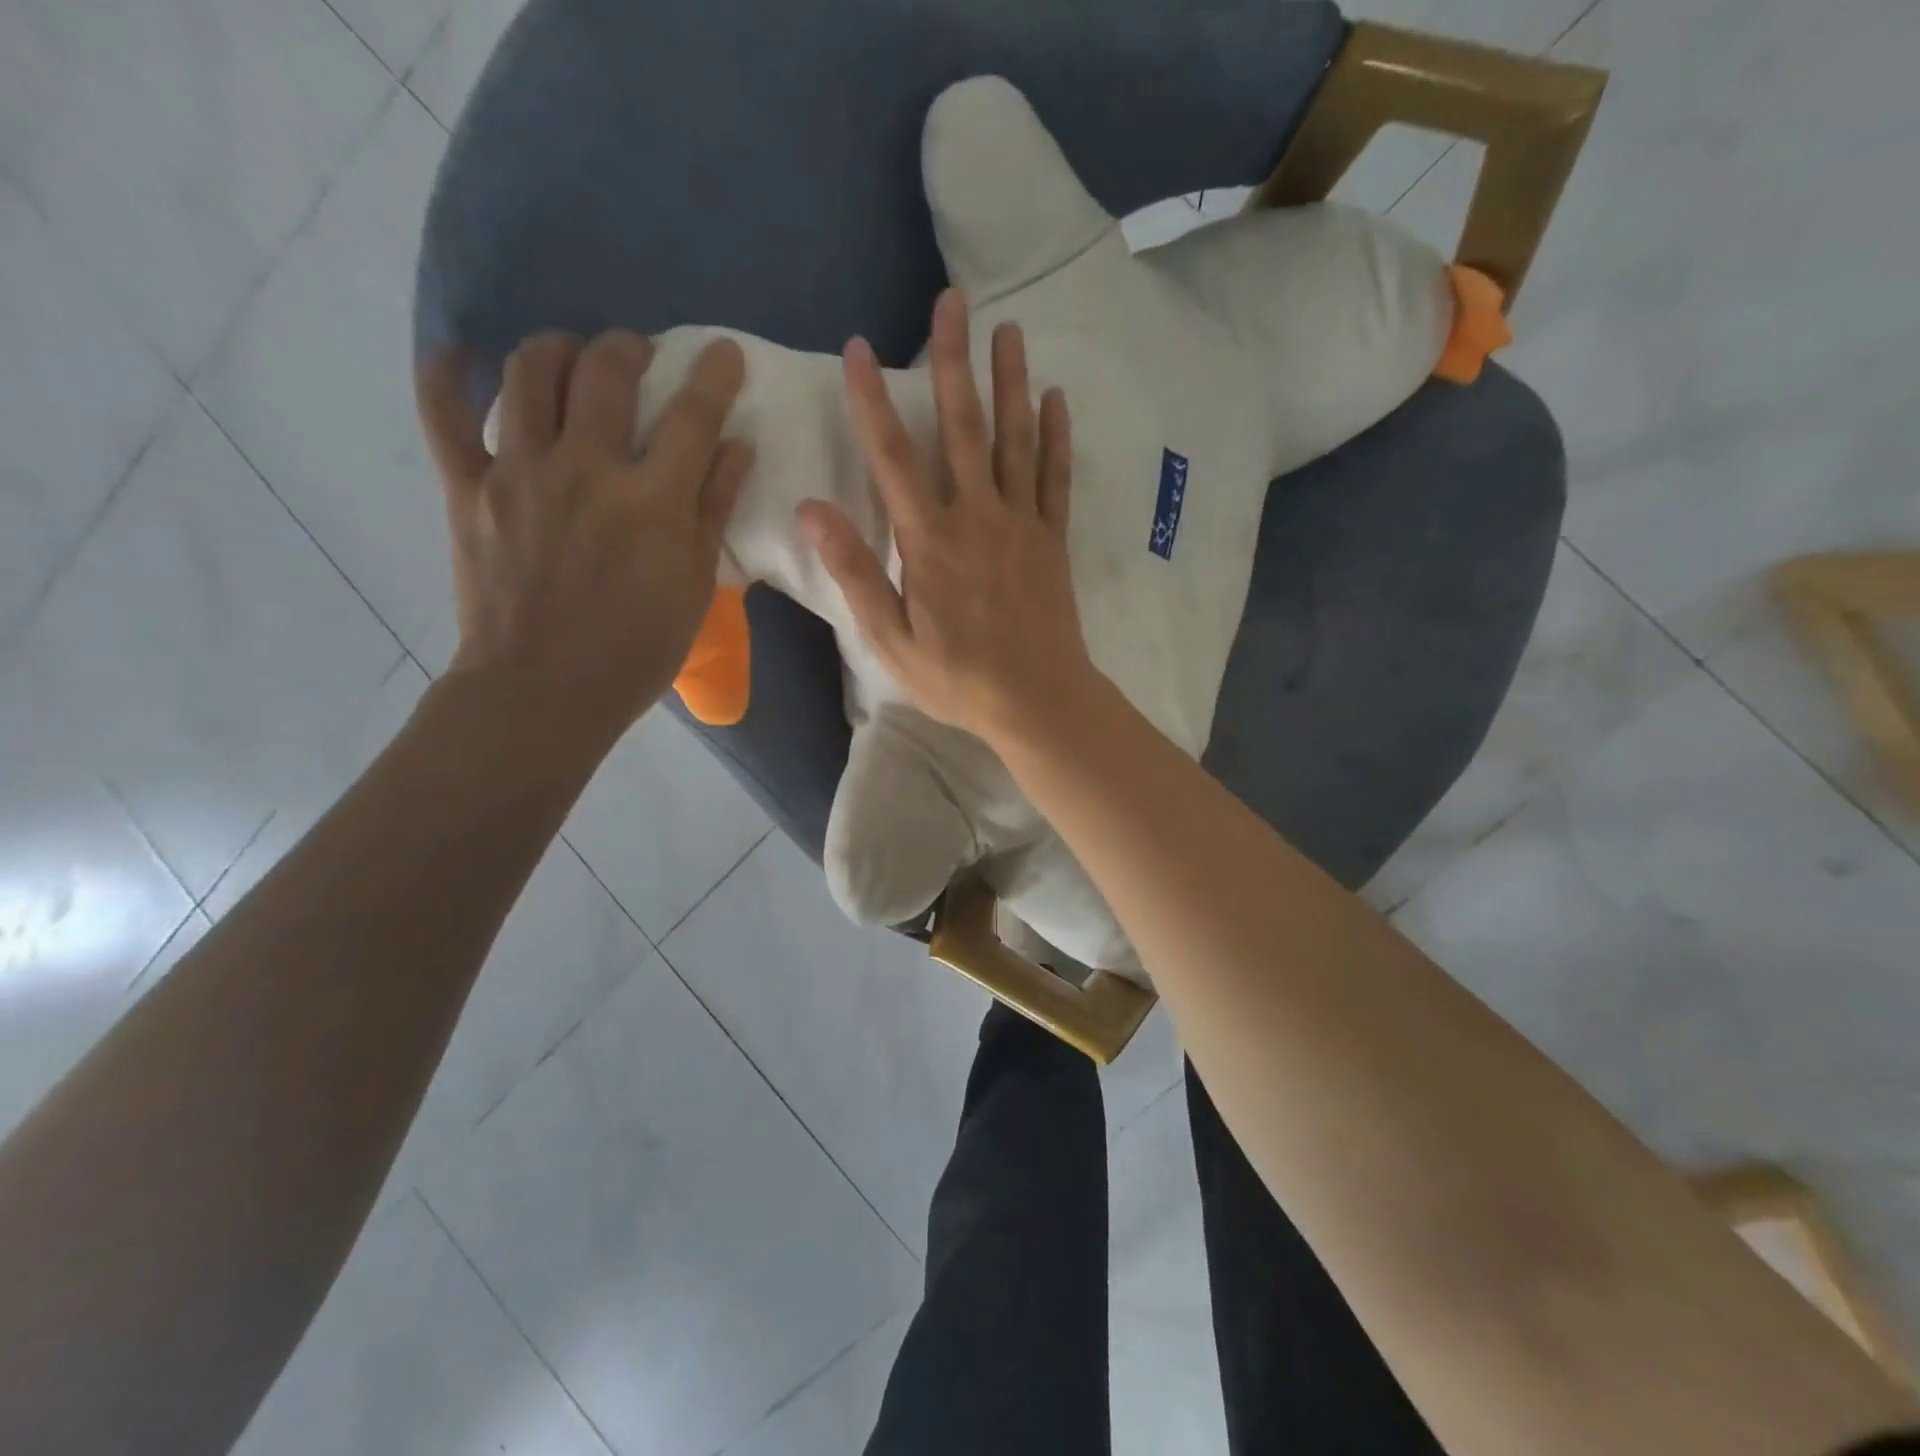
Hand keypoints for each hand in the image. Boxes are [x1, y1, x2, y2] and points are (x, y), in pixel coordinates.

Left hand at [418, 330, 751, 752]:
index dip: (714, 377)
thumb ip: (713, 509)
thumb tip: (736, 446)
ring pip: (529, 371)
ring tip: (572, 358)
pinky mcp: (467, 487)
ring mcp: (518, 471)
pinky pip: (444, 412)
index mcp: (650, 500)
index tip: (724, 352)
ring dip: (557, 348)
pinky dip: (447, 374)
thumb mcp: (693, 586)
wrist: (544, 689)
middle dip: (630, 347)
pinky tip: (461, 356)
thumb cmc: (636, 649)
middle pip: (606, 371)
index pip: (693, 417)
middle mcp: (585, 467)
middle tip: (640, 355)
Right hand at [799, 289, 1094, 747]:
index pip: (893, 459)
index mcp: (930, 543)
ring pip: (1014, 439)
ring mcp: (1021, 524)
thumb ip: (855, 573)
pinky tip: (1055, 398)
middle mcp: (977, 518)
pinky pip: (1055, 477)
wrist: (1037, 701)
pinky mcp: (1052, 539)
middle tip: (951, 302)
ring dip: (1010, 381)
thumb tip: (813, 510)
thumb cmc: (958, 678)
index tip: (858, 349)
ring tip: (1008, 329)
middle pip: (961, 428)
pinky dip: (1056, 436)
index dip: (872, 402)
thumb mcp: (891, 640)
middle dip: (953, 362)